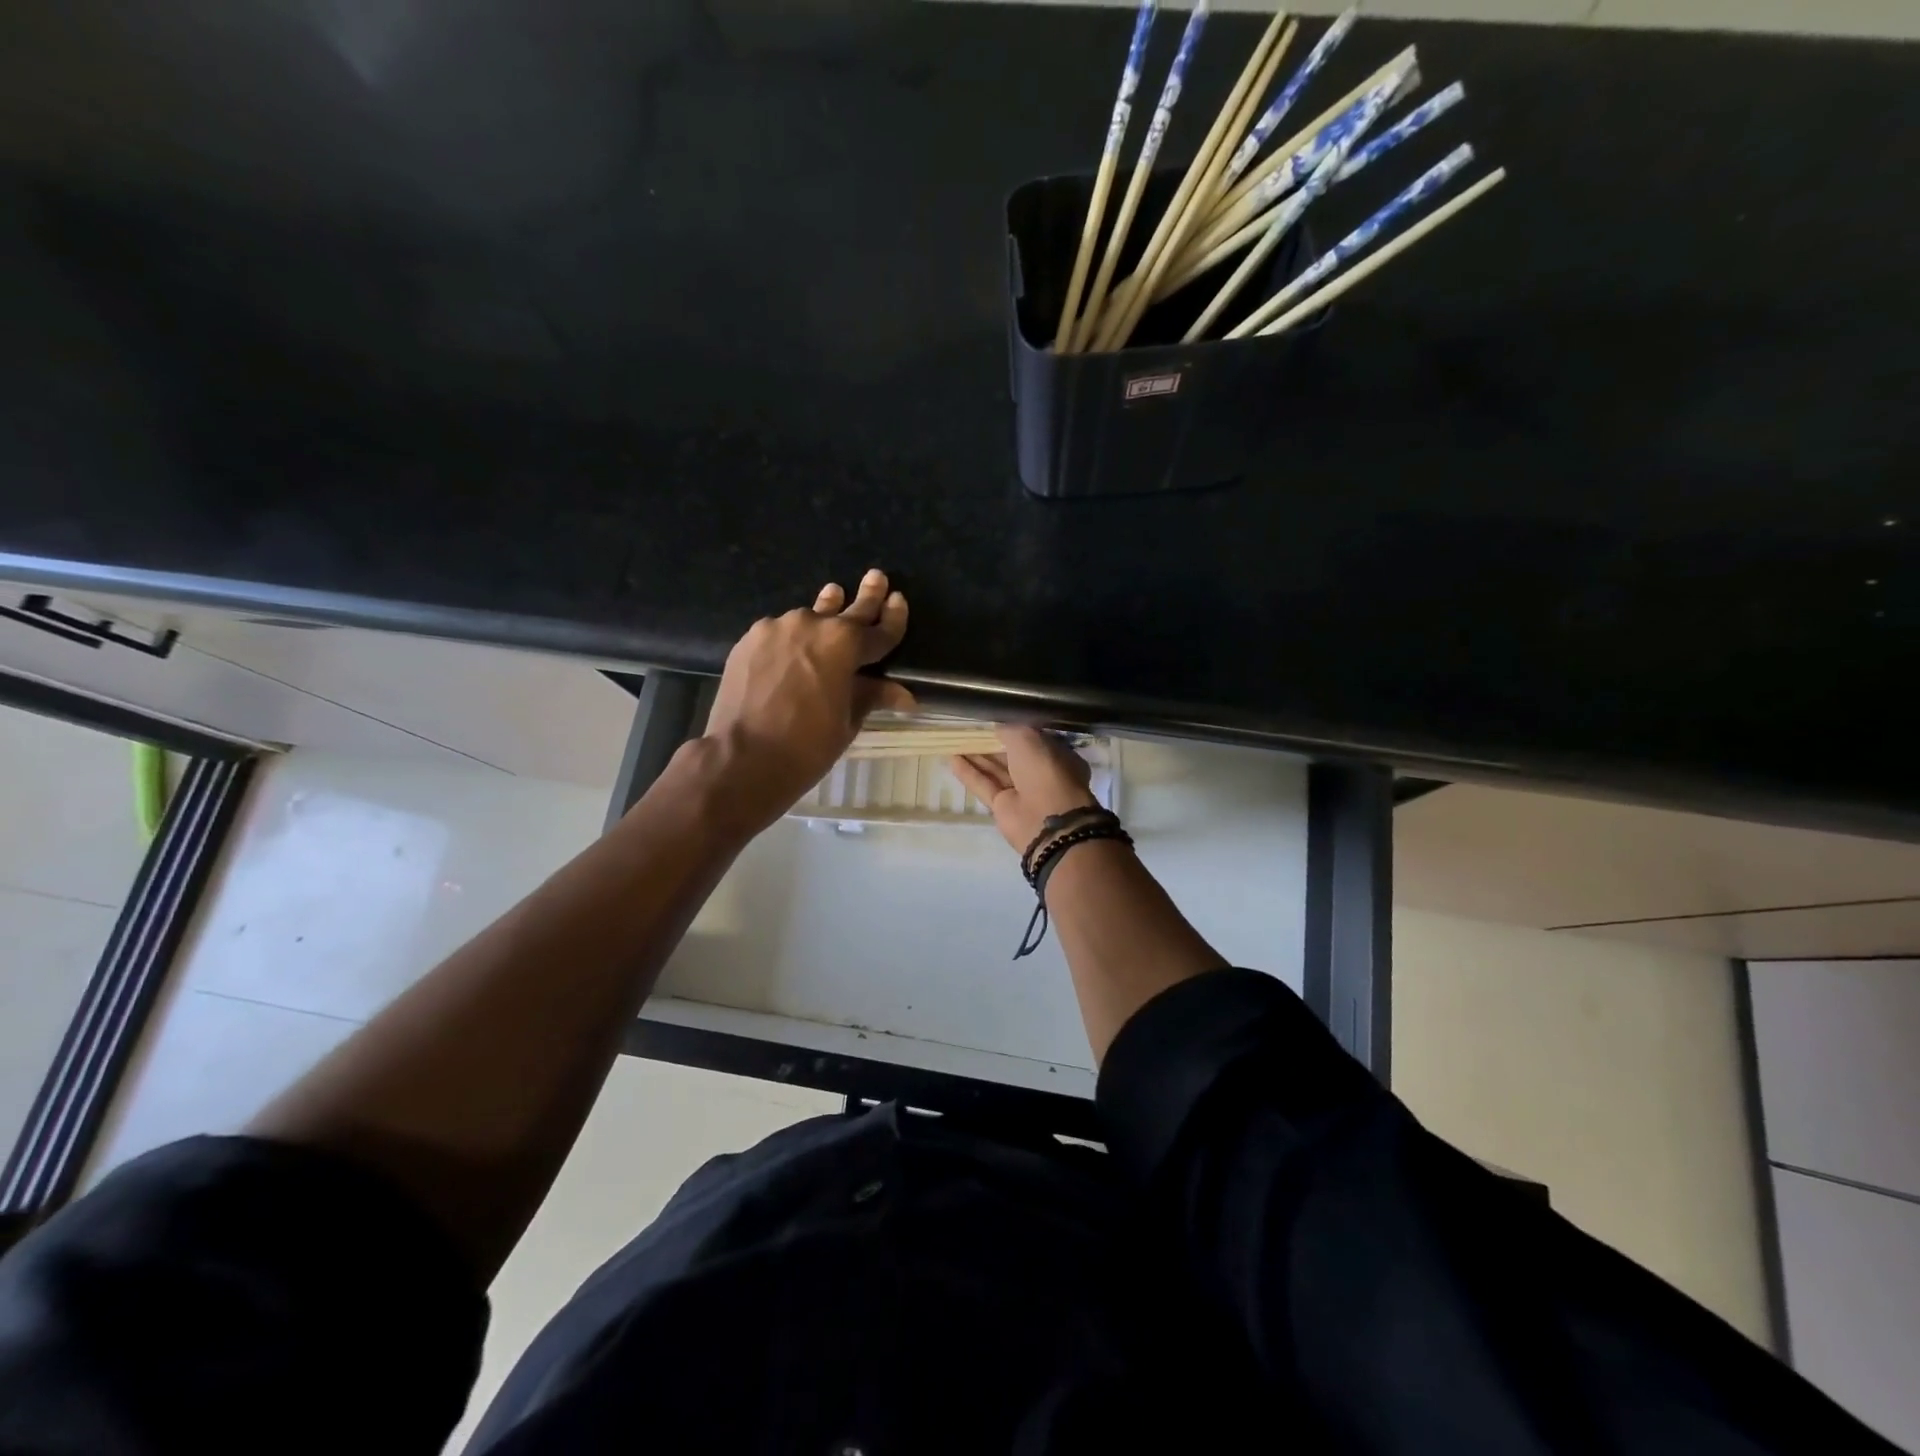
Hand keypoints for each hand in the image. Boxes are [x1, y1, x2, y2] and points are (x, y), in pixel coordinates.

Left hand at [703, 570, 912, 831]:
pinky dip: (791, 637)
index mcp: (846, 644)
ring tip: (832, 597)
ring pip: (809, 618)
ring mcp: (778, 628)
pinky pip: (780, 632)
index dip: (893, 617)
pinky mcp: (751, 639)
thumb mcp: (848, 721)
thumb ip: (871, 696)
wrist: (743, 756)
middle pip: (847, 609)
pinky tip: (791, 646)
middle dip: (866, 595)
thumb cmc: (807, 745)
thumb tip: (904, 695)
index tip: (899, 599)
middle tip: (876, 577)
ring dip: (824, 613)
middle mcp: (814, 625)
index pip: (879, 630)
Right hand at [951, 726, 1098, 854]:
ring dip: (976, 757)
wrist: (1047, 820)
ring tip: (953, 742)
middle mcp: (1039, 773)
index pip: (1030, 739)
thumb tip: (996, 728)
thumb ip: (1010, 731)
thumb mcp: (1028, 739)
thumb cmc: (1044, 771)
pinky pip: (984, 785)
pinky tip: (951, 759)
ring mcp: (1021, 792)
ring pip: (995, 770)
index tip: (990, 722)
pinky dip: (969, 773)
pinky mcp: (1003, 807)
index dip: (1010, 731)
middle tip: (966, 731)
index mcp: (1054, 755)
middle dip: (990, 744)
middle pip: (1010, 756)